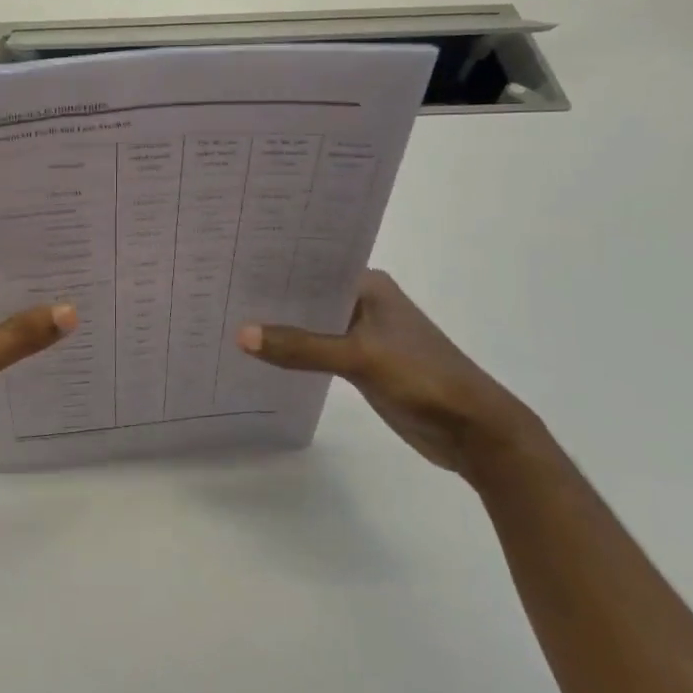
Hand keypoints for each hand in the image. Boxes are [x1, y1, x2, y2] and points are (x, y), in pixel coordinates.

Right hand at [238, 270, 541, 477]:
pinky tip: (260, 353)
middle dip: (270, 296)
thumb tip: (241, 335)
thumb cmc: (423, 377)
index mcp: (369, 285)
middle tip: (219, 289)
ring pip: (310, 324)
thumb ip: (301, 347)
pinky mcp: (360, 363)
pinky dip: (294, 351)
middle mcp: (363, 302)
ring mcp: (362, 334)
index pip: (313, 265)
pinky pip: (316, 350)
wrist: (473, 430)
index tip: (232, 261)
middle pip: (308, 295)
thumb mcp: (359, 357)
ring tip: (228, 317)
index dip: (275, 265)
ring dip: (281, 326)